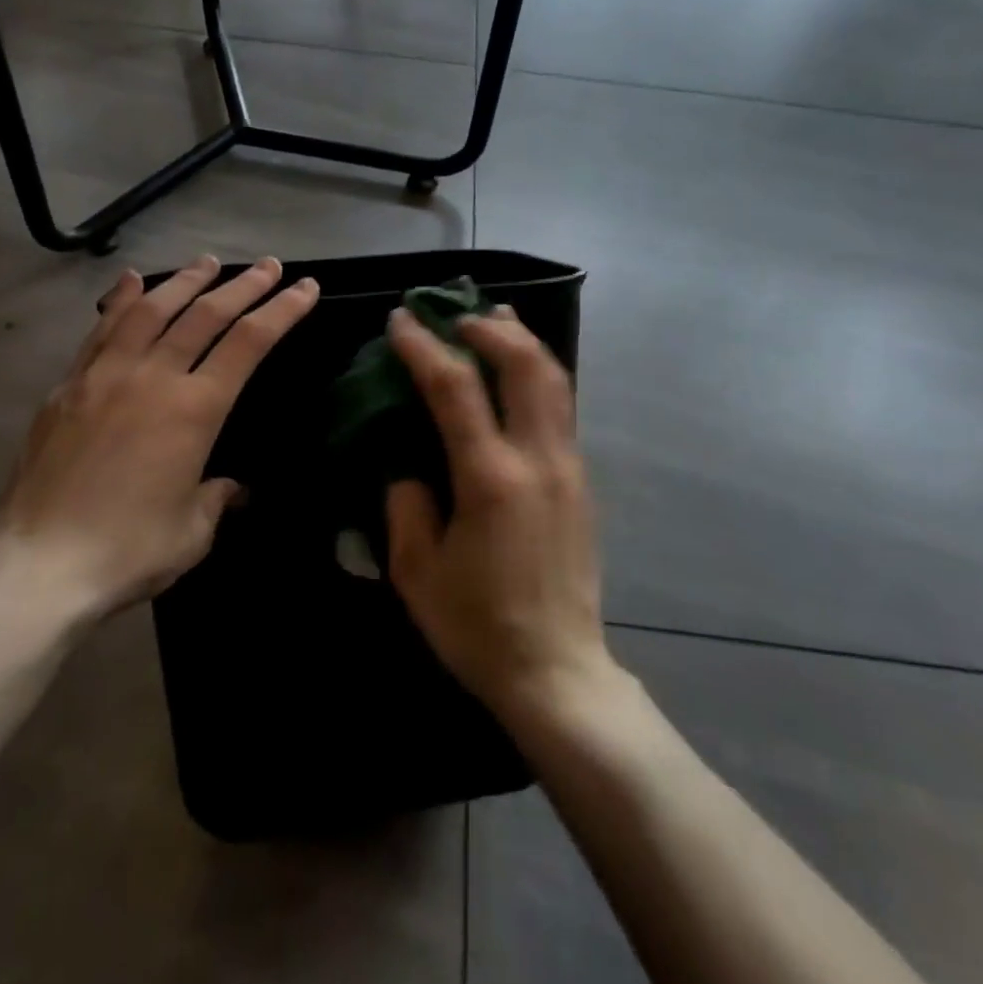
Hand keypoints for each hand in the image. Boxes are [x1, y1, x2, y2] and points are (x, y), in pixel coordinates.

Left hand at [0, 255, 318, 621]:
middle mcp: (152, 378)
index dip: (281, 310)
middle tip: (268, 265)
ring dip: (184, 281)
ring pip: (151, 310)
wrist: (39, 565)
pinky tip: (132, 280)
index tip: (303, 287)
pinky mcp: (68, 386)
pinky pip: (101, 329)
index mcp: (194, 409)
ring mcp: (105, 376)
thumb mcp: (194, 531)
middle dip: (243, 286)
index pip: (249, 343)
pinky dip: (122, 299)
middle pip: (205, 315)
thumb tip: (230, 486)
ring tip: (207, 262)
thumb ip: (217, 497)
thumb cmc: (128, 551)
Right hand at [384, 306, 614, 723]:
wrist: (557, 670)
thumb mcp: (417, 572)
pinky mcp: (581, 480)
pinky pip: (561, 406)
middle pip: (524, 364)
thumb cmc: (477, 627)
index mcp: (490, 479)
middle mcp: (538, 460)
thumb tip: (408, 463)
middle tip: (454, 313)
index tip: (401, 320)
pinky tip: (517, 370)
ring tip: (494, 318)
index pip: (455, 388)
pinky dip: (537, 372)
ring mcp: (568, 467)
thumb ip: (405, 504)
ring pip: (554, 378)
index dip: (424, 346)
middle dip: (488, 326)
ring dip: (522, 339)